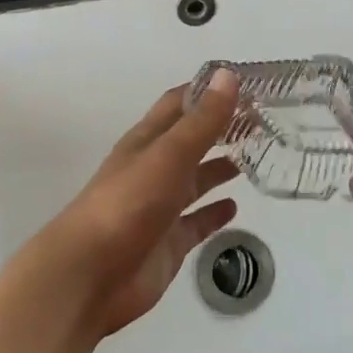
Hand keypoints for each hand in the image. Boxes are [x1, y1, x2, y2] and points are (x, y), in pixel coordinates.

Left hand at [44, 69, 241, 337]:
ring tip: (258, 156)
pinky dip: (215, 213)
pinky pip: (197, 222)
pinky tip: (235, 207)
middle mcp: (154, 168)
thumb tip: (228, 75)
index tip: (248, 82)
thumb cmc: (128, 205)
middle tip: (264, 120)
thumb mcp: (169, 155)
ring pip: (196, 180)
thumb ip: (202, 120)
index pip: (180, 103)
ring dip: (221, 167)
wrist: (88, 277)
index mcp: (148, 141)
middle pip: (192, 140)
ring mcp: (161, 207)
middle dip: (222, 128)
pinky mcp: (168, 242)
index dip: (209, 90)